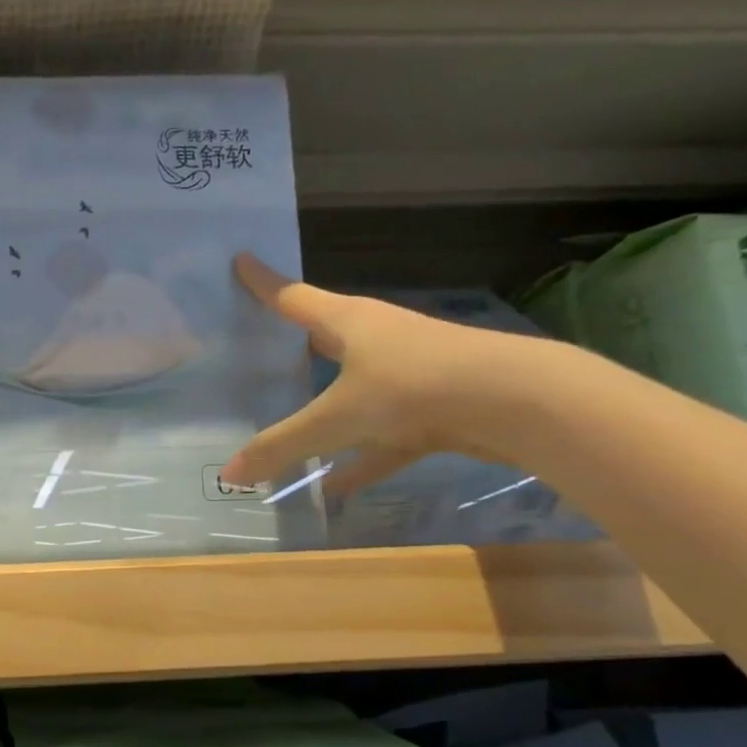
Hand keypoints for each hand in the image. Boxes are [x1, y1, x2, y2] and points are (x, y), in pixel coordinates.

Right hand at [220, 255, 522, 496]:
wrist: (517, 403)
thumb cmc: (412, 388)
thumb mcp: (336, 419)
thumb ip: (282, 446)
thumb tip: (228, 474)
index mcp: (348, 322)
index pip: (292, 297)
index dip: (263, 283)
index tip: (241, 260)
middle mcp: (377, 338)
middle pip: (323, 336)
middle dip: (293, 342)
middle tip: (258, 345)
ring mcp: (408, 372)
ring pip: (353, 387)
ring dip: (325, 407)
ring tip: (289, 423)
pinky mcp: (433, 407)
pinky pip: (382, 435)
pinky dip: (360, 458)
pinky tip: (335, 486)